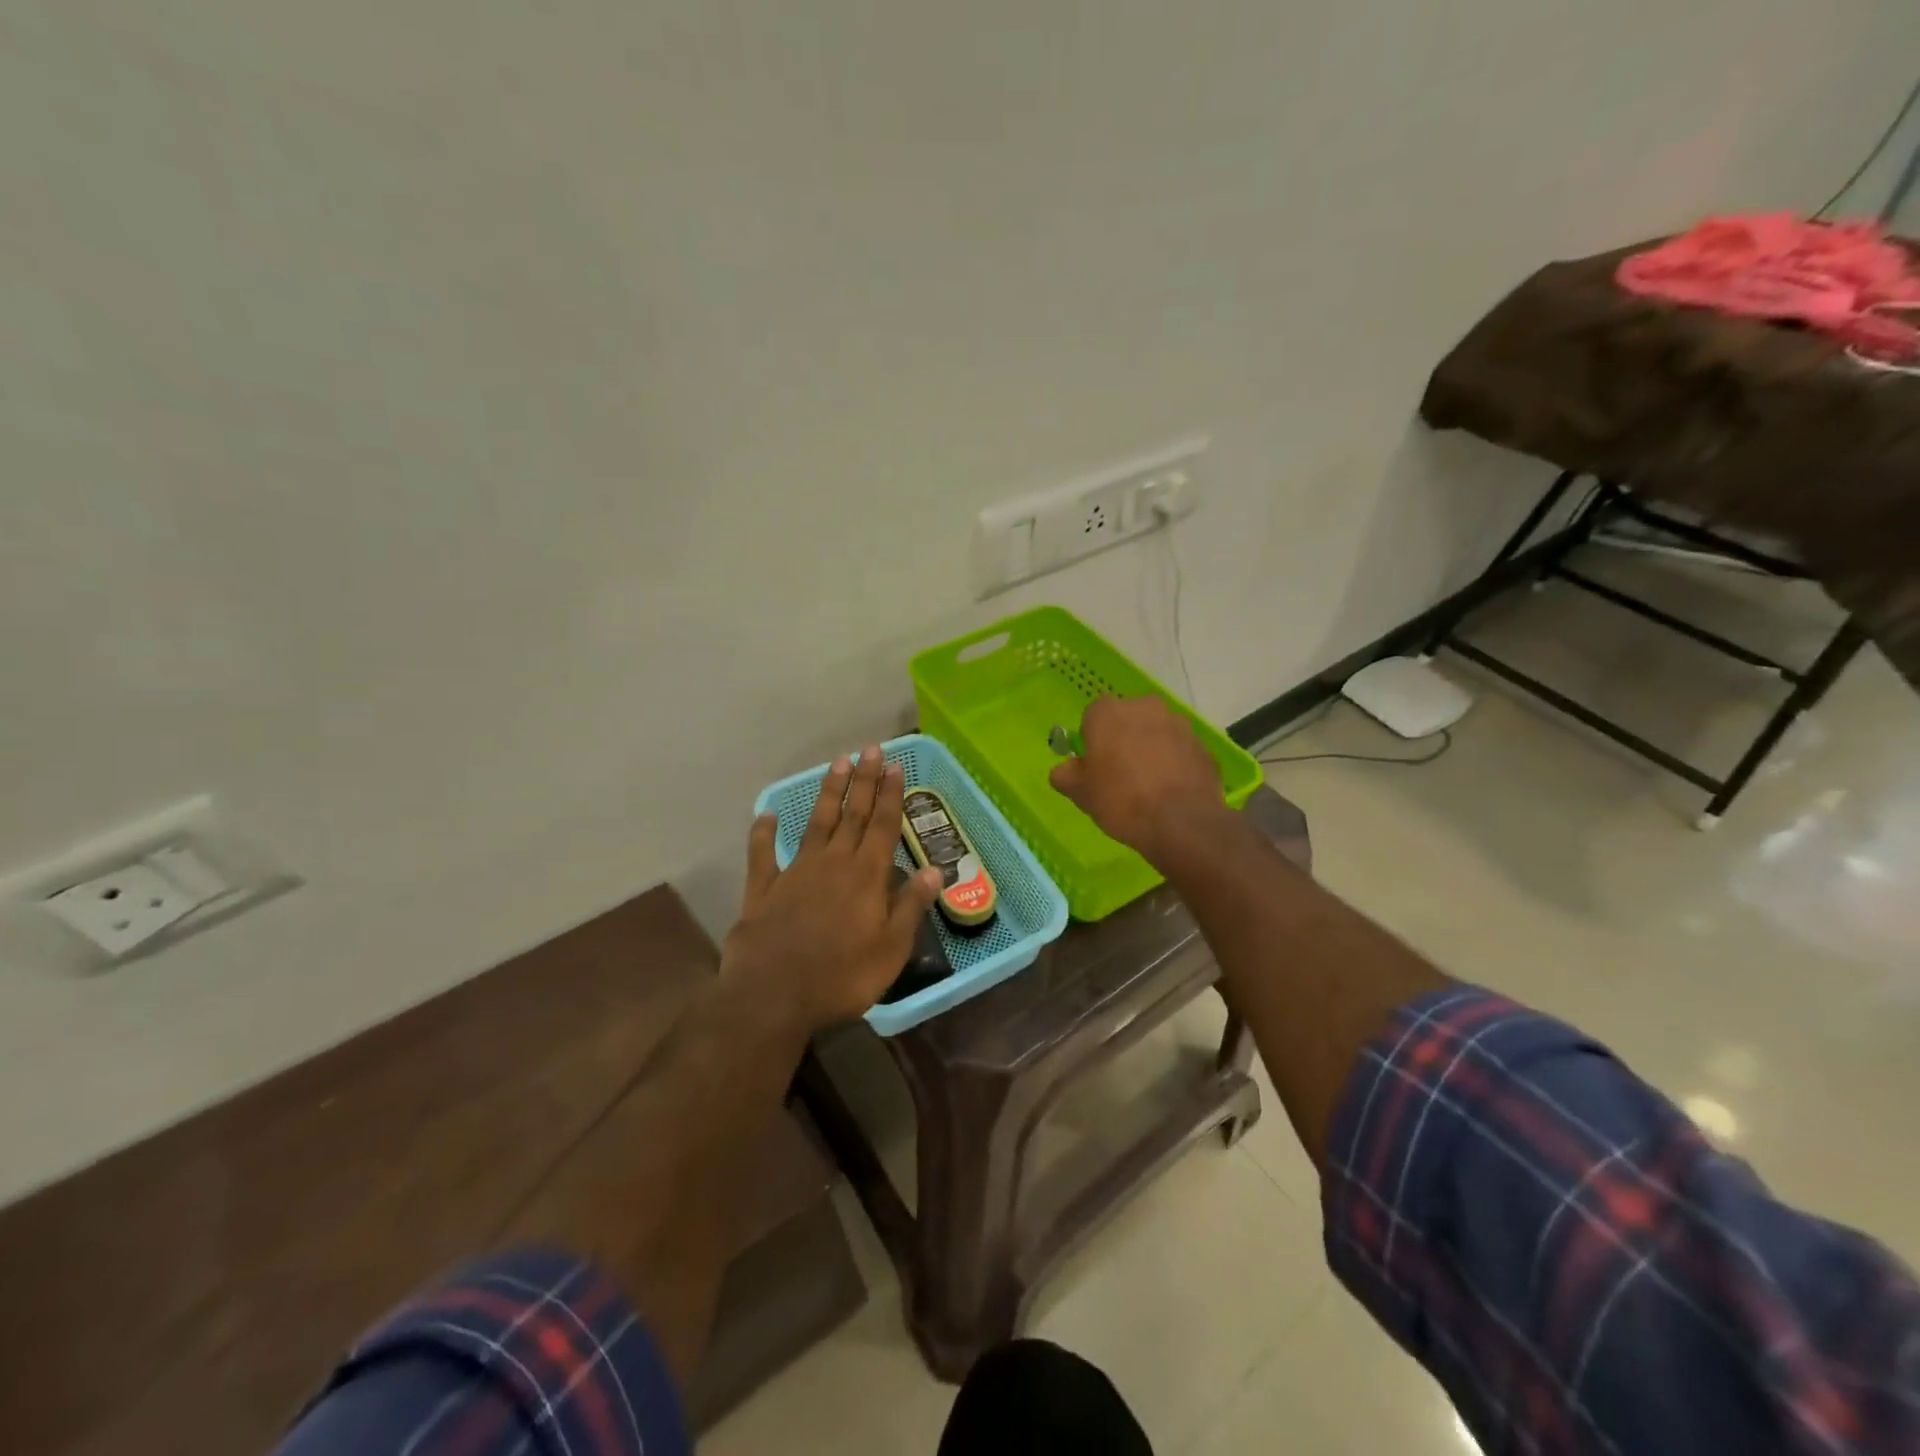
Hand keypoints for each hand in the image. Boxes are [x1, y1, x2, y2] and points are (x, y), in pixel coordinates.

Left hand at [724, 745, 942, 1028]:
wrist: (773, 996)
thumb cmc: (842, 976)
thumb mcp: (891, 949)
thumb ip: (910, 906)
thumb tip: (934, 871)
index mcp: (866, 876)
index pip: (883, 826)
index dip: (890, 795)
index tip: (895, 765)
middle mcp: (833, 863)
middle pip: (852, 815)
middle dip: (863, 781)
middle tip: (870, 749)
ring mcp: (795, 872)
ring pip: (816, 823)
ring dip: (828, 793)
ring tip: (837, 764)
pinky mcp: (763, 889)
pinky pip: (763, 855)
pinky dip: (763, 833)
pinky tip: (765, 815)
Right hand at [1049, 696, 1226, 860]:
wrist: (1181, 822)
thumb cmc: (1120, 800)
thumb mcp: (1080, 792)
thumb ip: (1065, 774)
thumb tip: (1066, 769)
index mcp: (1109, 712)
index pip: (1093, 714)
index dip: (1092, 737)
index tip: (1094, 763)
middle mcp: (1145, 707)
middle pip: (1129, 718)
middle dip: (1124, 737)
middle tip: (1120, 772)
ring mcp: (1179, 725)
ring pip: (1157, 732)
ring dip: (1152, 748)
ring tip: (1149, 784)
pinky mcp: (1203, 746)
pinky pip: (1181, 751)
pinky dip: (1175, 763)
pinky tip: (1171, 790)